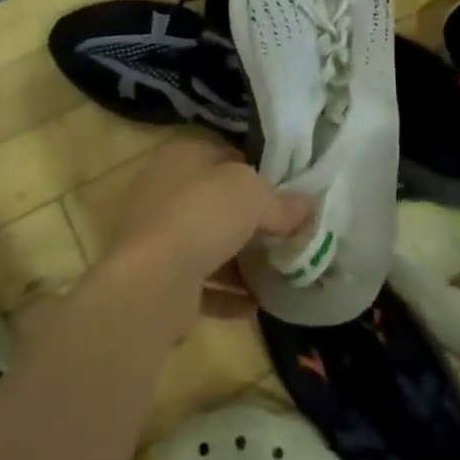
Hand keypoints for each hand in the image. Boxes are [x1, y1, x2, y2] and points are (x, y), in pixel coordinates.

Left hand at [104, 138, 312, 322]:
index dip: (259, 170)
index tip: (288, 191)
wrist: (152, 282)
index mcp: (182, 156)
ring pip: (209, 243)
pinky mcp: (159, 278)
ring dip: (240, 259)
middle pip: (218, 201)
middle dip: (251, 218)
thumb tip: (307, 207)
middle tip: (287, 231)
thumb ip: (282, 201)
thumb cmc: (203, 216)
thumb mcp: (254, 195)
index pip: (226, 154)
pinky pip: (201, 283)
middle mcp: (165, 191)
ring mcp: (159, 236)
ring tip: (278, 270)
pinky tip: (256, 304)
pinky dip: (227, 293)